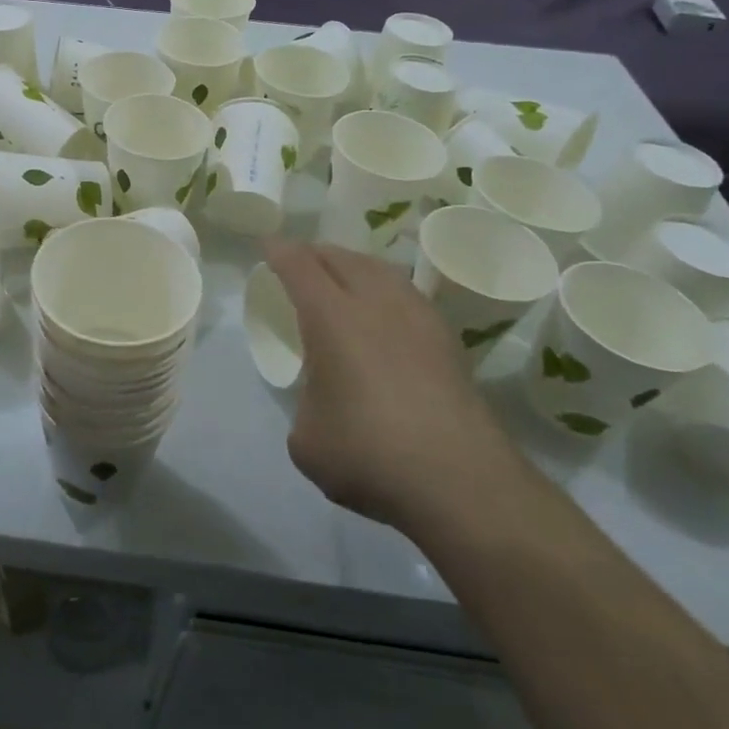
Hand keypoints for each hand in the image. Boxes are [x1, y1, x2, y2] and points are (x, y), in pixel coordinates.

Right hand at [264, 239, 533, 533]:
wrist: (461, 482)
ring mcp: (419, 319)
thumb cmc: (368, 453)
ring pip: (381, 270)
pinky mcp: (448, 343)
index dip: (279, 251)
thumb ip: (306, 405)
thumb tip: (324, 401)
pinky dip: (385, 291)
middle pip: (342, 257)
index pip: (298, 265)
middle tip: (299, 262)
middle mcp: (376, 304)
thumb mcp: (306, 439)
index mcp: (331, 316)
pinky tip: (384, 315)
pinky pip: (407, 295)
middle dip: (315, 253)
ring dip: (354, 266)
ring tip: (342, 278)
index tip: (267, 245)